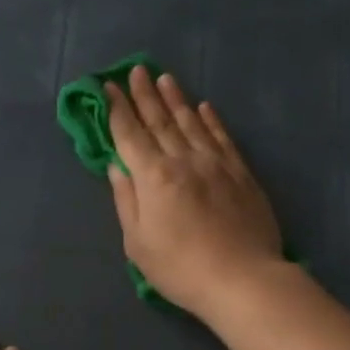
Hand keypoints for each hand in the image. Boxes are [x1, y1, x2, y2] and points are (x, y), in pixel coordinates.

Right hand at [106, 65, 284, 319]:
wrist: (242, 279)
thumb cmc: (180, 268)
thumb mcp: (138, 243)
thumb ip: (126, 201)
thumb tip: (117, 167)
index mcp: (153, 177)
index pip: (129, 135)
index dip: (117, 110)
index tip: (107, 87)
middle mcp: (183, 160)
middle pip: (159, 121)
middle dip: (144, 95)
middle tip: (135, 70)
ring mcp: (215, 163)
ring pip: (191, 122)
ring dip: (176, 99)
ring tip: (164, 77)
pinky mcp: (240, 173)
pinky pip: (222, 137)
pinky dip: (211, 120)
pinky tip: (204, 107)